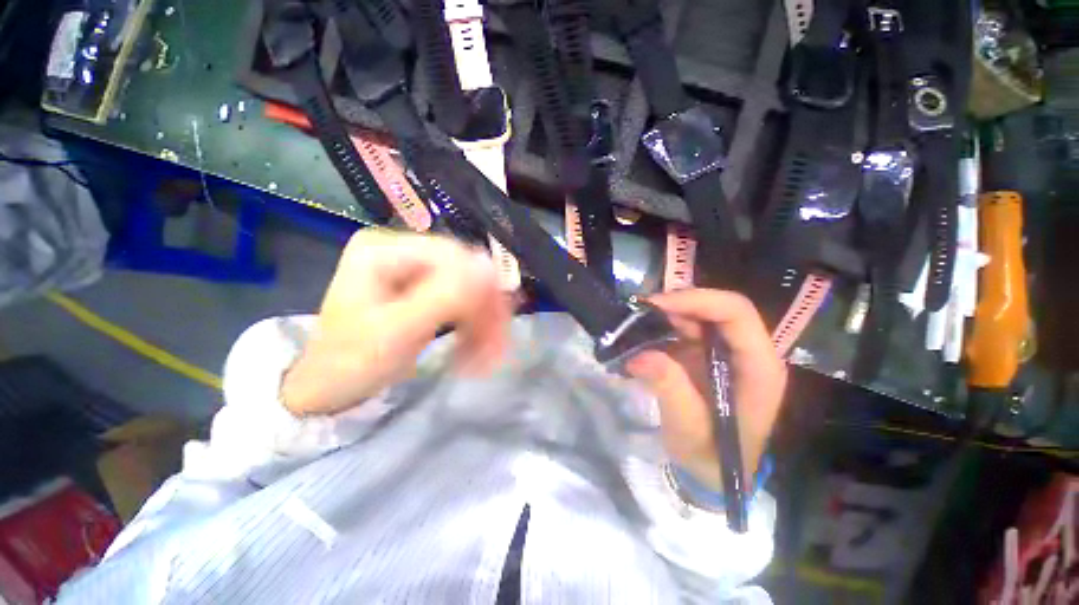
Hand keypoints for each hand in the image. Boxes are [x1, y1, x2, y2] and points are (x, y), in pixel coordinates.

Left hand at [281, 231, 511, 416]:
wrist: (327, 389)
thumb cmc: (350, 362)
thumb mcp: (396, 331)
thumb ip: (443, 297)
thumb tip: (488, 265)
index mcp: (384, 249)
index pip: (451, 255)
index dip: (480, 285)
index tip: (498, 321)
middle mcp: (401, 252)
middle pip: (463, 271)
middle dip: (484, 310)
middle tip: (497, 344)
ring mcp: (413, 272)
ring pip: (468, 289)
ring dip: (483, 322)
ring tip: (489, 354)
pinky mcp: (422, 292)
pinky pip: (461, 303)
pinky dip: (473, 327)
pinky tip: (477, 348)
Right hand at [626, 289, 786, 490]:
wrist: (714, 470)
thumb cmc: (711, 456)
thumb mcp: (688, 430)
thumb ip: (670, 390)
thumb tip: (639, 356)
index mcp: (757, 367)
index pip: (736, 313)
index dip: (697, 300)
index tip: (657, 305)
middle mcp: (746, 351)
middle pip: (717, 307)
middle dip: (677, 303)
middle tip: (638, 311)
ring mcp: (726, 352)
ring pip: (699, 315)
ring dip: (667, 314)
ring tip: (635, 322)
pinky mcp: (707, 355)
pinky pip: (685, 329)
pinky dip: (662, 327)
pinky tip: (641, 334)